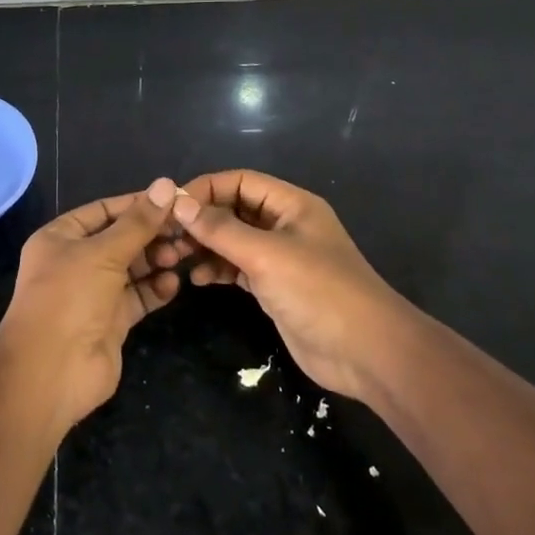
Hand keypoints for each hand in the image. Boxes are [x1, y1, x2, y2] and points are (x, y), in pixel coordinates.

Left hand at [0, 178, 182, 428]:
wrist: (51, 371)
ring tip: (183, 255)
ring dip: (157, 260)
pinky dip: (156, 289)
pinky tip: (174, 283)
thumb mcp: (103, 252)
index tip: (174, 199)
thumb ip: (138, 222)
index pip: (104, 211)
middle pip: (121, 239)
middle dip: (152, 234)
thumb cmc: (69, 297)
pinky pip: (138, 297)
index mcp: (61, 237)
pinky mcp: (111, 320)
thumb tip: (167, 184)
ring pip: (132, 268)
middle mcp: (76, 262)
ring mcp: (93, 293)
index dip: (137, 205)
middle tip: (186, 230)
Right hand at [158, 169, 411, 404]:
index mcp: (292, 205)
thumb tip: (179, 203)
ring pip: (233, 240)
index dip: (206, 188)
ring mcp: (280, 257)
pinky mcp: (274, 287)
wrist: (366, 353)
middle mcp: (284, 225)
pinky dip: (217, 269)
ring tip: (176, 258)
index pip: (241, 181)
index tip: (172, 206)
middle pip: (234, 209)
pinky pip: (237, 267)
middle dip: (202, 219)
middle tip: (167, 236)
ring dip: (205, 245)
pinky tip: (198, 278)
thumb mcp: (266, 255)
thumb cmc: (319, 292)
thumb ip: (221, 229)